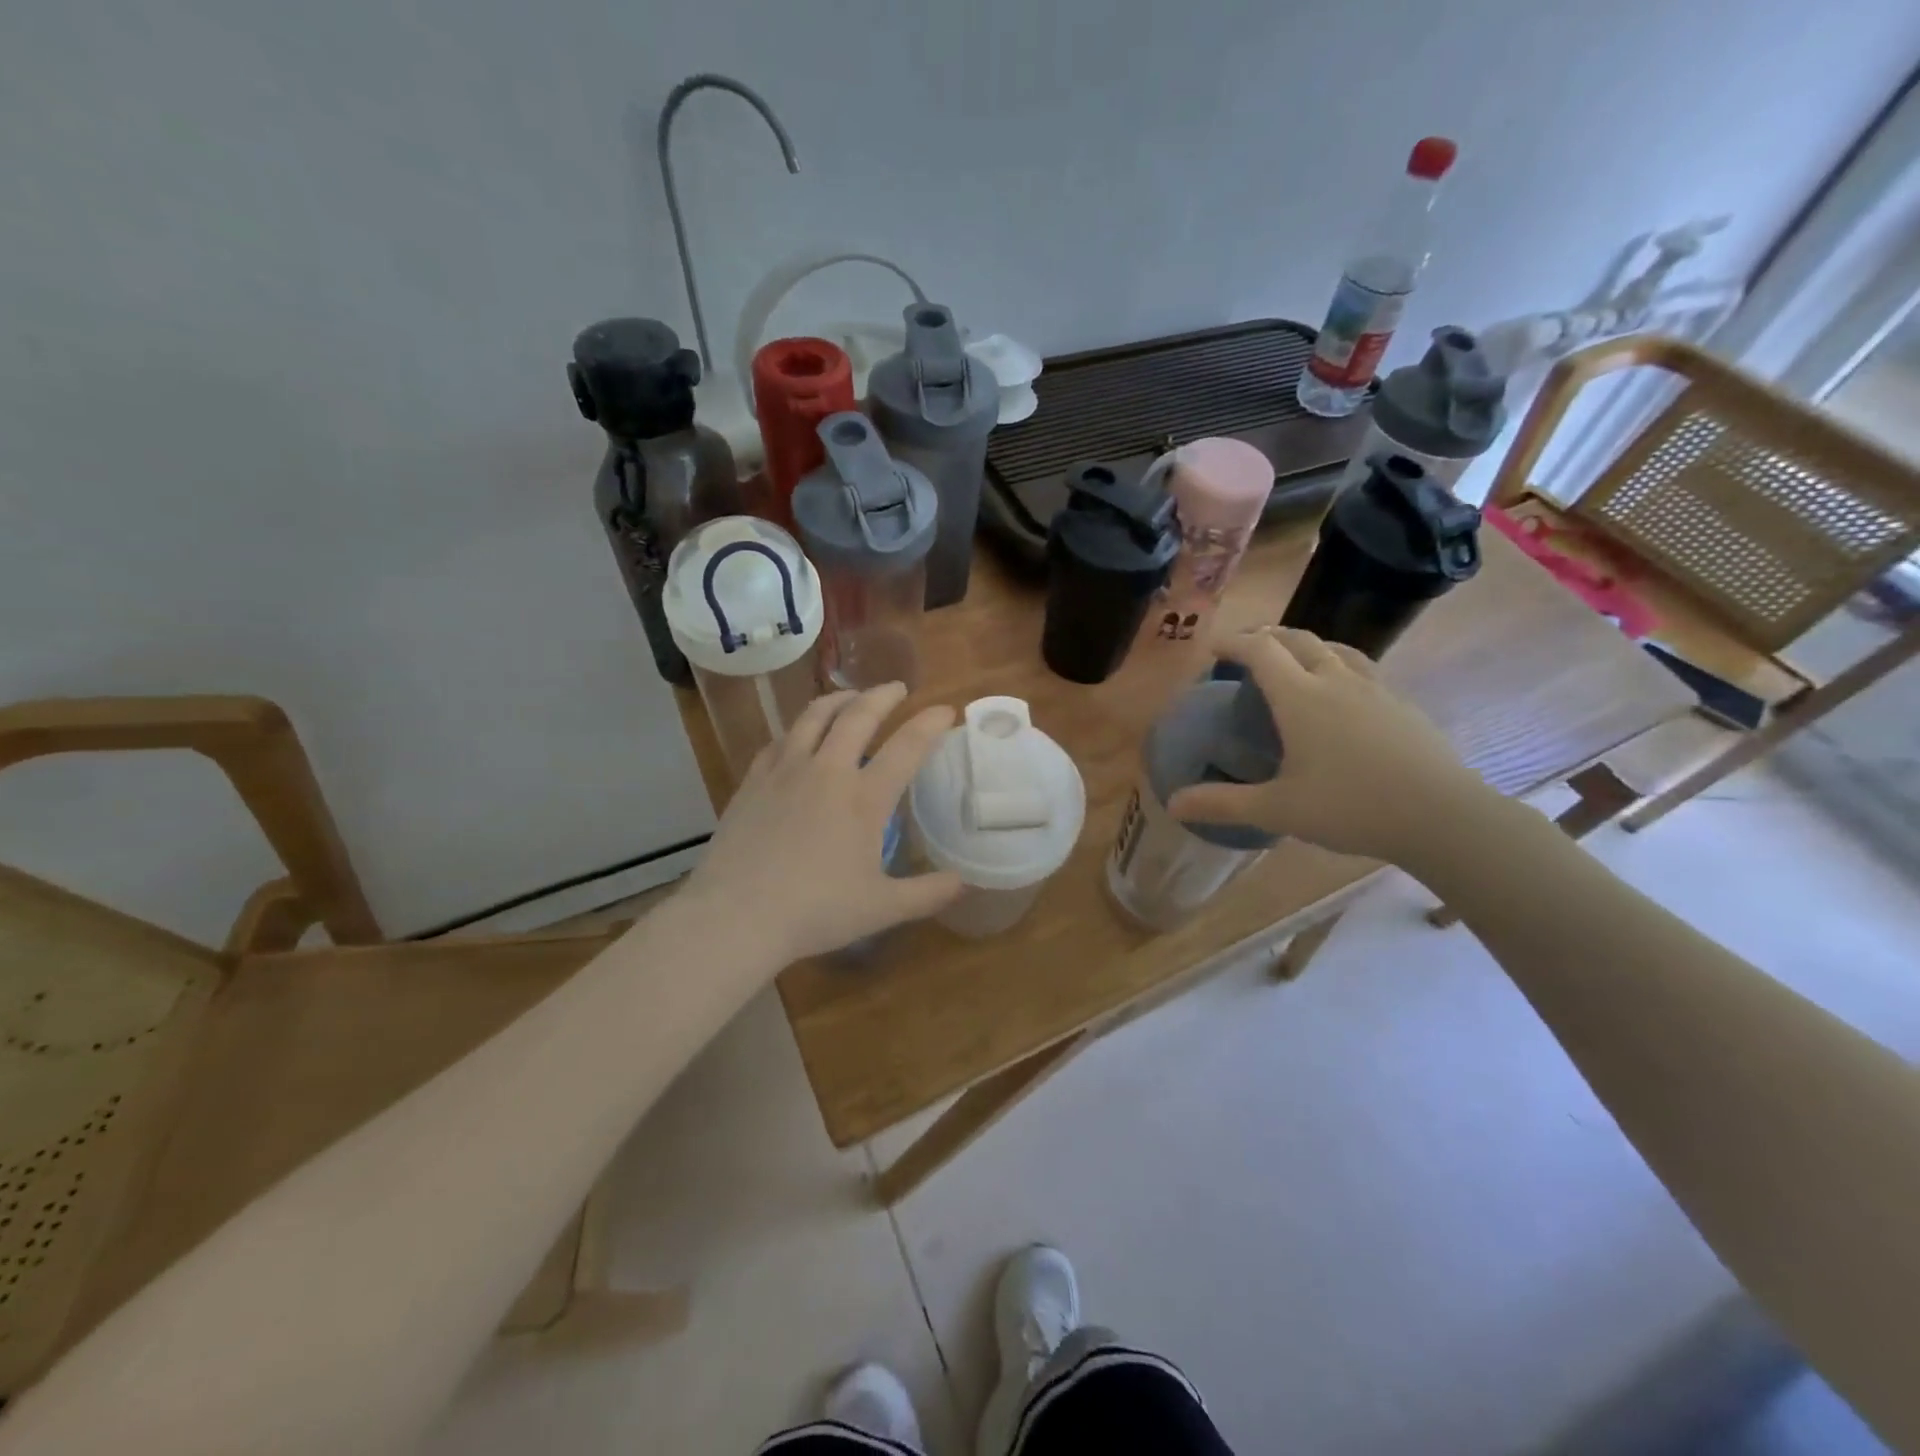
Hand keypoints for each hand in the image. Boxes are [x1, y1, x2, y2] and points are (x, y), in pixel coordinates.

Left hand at [680, 684, 962, 962]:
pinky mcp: (753, 780)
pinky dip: (800, 728)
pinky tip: (800, 735)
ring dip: (839, 699)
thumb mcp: (882, 908)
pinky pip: (781, 739)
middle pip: (859, 715)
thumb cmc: (815, 912)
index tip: (945, 710)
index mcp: (864, 797)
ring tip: (851, 697)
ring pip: (814, 716)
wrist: (736, 915)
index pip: (907, 746)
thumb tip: (964, 882)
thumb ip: (928, 893)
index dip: (930, 723)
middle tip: (897, 688)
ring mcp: (785, 770)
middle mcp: (827, 770)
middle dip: (883, 695)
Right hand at [1167, 628, 1489, 864]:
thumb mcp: (1277, 810)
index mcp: (1301, 698)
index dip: (1234, 643)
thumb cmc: (1351, 807)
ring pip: (1336, 649)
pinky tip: (1343, 694)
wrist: (1442, 816)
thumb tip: (1173, 804)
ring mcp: (1375, 689)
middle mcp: (1336, 681)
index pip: (1260, 652)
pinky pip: (1363, 669)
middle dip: (1268, 637)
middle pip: (1298, 640)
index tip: (1214, 648)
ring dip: (1307, 646)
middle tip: (1248, 650)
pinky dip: (1339, 666)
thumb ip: (1223, 804)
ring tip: (1295, 660)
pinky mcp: (1402, 705)